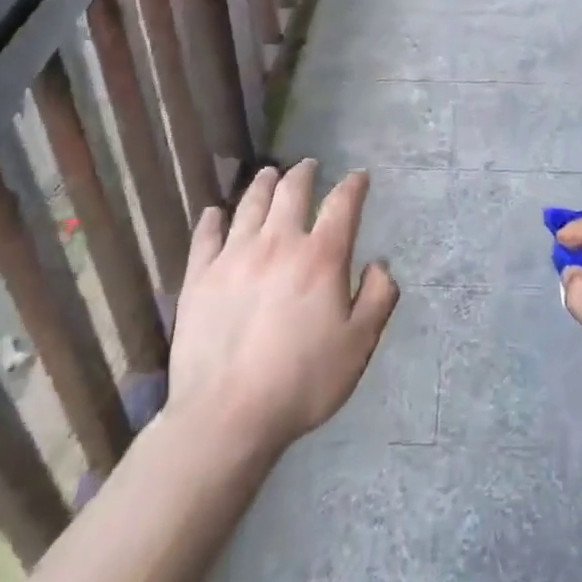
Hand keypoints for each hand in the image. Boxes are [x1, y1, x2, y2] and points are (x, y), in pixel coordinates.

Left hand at [165, 161, 398, 457]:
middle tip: (309, 166)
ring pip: (250, 204)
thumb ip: (378, 298)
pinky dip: (213, 219)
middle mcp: (278, 242)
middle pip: (292, 191)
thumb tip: (380, 265)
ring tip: (269, 174)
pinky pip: (206, 235)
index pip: (342, 204)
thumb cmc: (302, 381)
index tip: (359, 176)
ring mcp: (234, 256)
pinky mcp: (200, 276)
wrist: (227, 415)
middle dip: (304, 173)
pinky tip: (216, 213)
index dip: (353, 185)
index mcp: (321, 257)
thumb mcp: (359, 345)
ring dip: (264, 183)